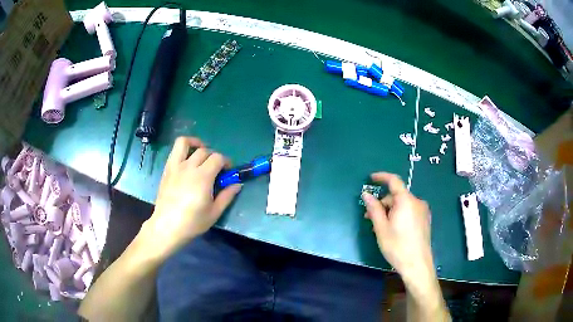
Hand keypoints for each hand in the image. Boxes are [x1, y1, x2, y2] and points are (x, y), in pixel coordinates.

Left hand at [141, 137, 241, 259]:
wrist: (167, 226)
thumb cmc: (192, 222)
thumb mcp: (214, 213)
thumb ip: (227, 196)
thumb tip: (237, 184)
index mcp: (203, 177)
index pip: (218, 158)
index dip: (226, 162)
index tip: (228, 171)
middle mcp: (189, 167)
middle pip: (205, 151)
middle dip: (214, 157)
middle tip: (216, 169)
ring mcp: (176, 166)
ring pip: (185, 143)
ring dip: (196, 143)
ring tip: (201, 153)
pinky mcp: (167, 169)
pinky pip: (174, 150)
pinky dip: (183, 148)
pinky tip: (187, 159)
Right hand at [361, 172, 433, 284]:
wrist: (417, 264)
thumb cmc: (397, 246)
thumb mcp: (381, 228)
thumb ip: (373, 209)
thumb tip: (366, 194)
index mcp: (406, 201)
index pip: (394, 181)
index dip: (382, 177)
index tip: (370, 178)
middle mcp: (417, 202)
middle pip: (397, 196)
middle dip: (383, 203)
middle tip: (370, 217)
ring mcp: (423, 211)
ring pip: (403, 204)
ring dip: (390, 210)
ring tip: (381, 227)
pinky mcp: (425, 219)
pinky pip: (409, 210)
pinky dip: (399, 214)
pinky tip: (394, 229)